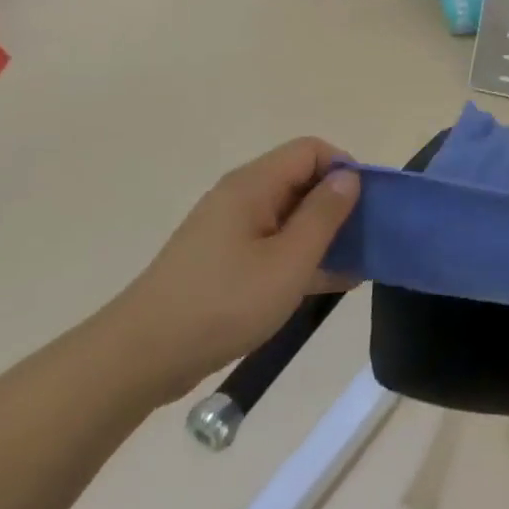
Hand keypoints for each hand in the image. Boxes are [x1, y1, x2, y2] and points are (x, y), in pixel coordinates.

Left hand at [107, 138, 360, 402]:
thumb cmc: (223, 303)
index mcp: (254, 185)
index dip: (344, 168)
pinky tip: (329, 283)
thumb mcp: (288, 261)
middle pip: (302, 180)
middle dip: (339, 205)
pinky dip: (301, 256)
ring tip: (357, 266)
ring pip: (290, 216)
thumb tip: (348, 177)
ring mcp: (231, 230)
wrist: (141, 358)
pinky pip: (274, 244)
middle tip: (366, 239)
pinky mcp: (224, 261)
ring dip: (324, 235)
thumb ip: (324, 215)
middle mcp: (242, 197)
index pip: (311, 150)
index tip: (367, 206)